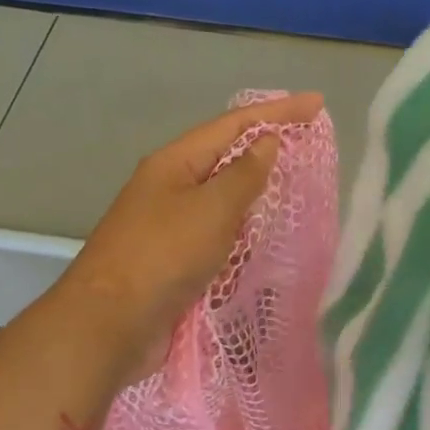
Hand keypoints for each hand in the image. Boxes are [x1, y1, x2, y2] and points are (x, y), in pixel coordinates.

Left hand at [58, 92, 321, 380]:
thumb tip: (267, 141)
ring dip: (254, 199)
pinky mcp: (174, 266)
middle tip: (308, 150)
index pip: (233, 126)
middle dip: (265, 153)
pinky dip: (241, 239)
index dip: (277, 113)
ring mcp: (170, 229)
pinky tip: (263, 245)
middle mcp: (170, 190)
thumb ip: (244, 175)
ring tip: (294, 195)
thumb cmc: (163, 256)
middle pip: (225, 161)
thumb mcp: (211, 208)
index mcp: (174, 164)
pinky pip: (216, 242)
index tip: (317, 104)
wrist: (113, 324)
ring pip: (221, 205)